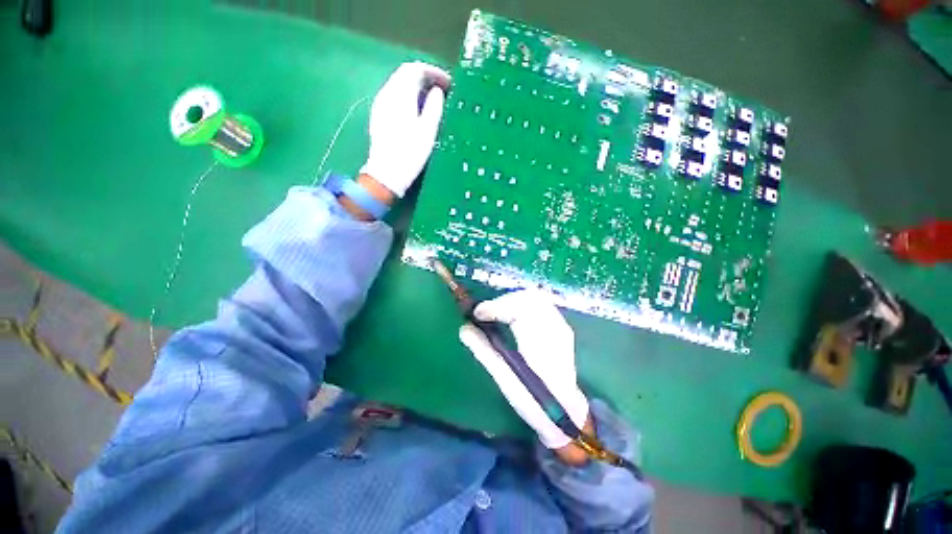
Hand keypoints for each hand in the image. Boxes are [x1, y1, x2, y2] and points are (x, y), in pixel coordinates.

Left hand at [359, 61, 449, 197]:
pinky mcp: (379, 116)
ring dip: (417, 87)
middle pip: (405, 75)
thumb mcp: (427, 131)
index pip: (415, 69)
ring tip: (433, 100)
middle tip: (443, 89)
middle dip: (425, 77)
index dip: (433, 72)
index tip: (449, 83)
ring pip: (399, 85)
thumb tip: (437, 91)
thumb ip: (433, 107)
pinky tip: (417, 110)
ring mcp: (381, 105)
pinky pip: (394, 97)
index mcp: (400, 95)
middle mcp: (387, 94)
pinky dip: (408, 97)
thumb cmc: (410, 153)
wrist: (386, 174)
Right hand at [459, 290, 589, 450]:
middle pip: (528, 298)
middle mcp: (554, 330)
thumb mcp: (503, 377)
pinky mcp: (562, 328)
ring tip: (497, 312)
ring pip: (536, 298)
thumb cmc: (533, 401)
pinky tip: (513, 315)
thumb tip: (464, 328)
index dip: (496, 306)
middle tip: (486, 312)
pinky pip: (541, 304)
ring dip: (513, 300)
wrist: (566, 413)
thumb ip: (483, 350)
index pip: (518, 310)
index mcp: (540, 344)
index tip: (477, 313)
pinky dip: (523, 304)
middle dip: (503, 301)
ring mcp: (561, 327)